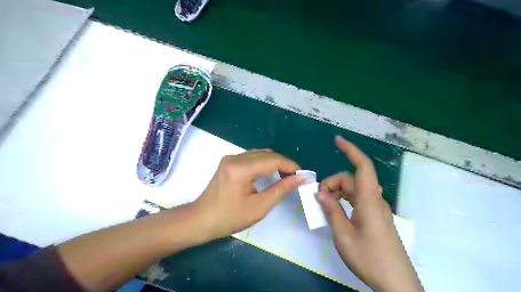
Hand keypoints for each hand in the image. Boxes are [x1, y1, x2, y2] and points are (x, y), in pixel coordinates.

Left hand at [192, 149, 305, 239]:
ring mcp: (230, 158)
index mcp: (241, 169)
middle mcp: (235, 157)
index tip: (302, 175)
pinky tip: (270, 172)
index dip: (290, 165)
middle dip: (284, 163)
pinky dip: (264, 163)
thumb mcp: (259, 207)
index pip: (272, 160)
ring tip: (285, 175)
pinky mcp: (229, 161)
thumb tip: (299, 178)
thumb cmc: (229, 218)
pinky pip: (252, 157)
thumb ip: (281, 190)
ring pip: (260, 153)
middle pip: (267, 154)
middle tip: (295, 177)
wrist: (201, 219)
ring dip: (274, 162)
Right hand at [313, 135, 422, 291]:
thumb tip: (320, 193)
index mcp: (368, 201)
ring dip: (337, 193)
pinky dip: (343, 201)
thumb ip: (331, 210)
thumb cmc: (370, 258)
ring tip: (324, 207)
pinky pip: (357, 200)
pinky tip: (335, 212)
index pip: (362, 167)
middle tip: (318, 200)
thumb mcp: (343, 236)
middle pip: (351, 180)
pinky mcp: (375, 216)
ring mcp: (376, 208)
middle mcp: (374, 200)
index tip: (337, 140)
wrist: (397, 284)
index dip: (350, 150)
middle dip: (332, 184)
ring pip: (353, 190)